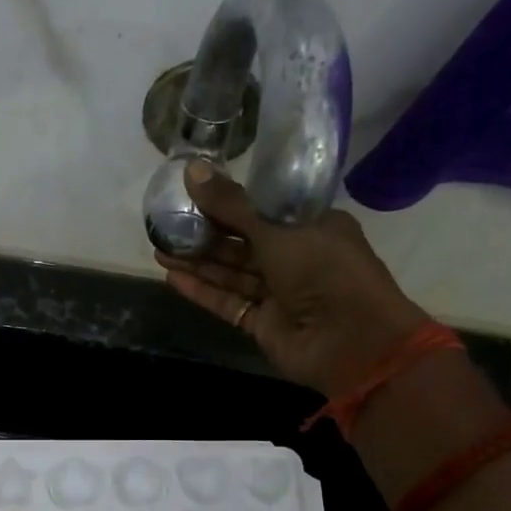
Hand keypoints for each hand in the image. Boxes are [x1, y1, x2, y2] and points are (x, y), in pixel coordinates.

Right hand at [155, 160, 426, 396]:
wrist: (350, 340)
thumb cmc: (323, 269)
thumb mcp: (276, 228)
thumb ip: (231, 204)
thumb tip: (191, 170)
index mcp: (310, 225)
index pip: (262, 208)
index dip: (226, 201)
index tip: (190, 193)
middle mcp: (295, 256)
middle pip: (242, 242)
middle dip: (204, 233)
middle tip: (166, 222)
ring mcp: (278, 293)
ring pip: (232, 273)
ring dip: (197, 261)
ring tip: (160, 248)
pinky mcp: (263, 324)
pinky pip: (228, 302)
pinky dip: (203, 291)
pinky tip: (173, 278)